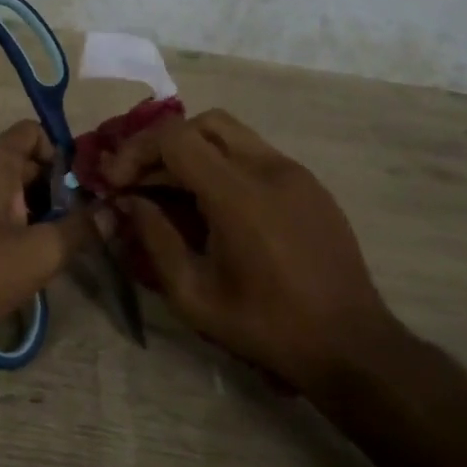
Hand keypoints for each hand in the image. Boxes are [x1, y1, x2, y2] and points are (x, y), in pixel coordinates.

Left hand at [0, 122, 92, 344]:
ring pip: (13, 193)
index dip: (65, 153)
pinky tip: (34, 260)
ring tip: (68, 242)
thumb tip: (113, 212)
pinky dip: (19, 228)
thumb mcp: (40, 251)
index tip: (89, 187)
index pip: (35, 132)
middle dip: (59, 188)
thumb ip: (81, 229)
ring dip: (41, 212)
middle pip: (28, 163)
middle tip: (90, 219)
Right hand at [102, 109, 399, 391]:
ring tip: (171, 191)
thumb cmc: (266, 326)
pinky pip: (256, 155)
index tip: (116, 182)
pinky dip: (223, 163)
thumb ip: (156, 239)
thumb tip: (130, 202)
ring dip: (194, 151)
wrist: (349, 343)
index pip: (176, 138)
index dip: (136, 151)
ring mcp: (295, 173)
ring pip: (232, 134)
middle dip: (163, 144)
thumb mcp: (194, 295)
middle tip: (140, 179)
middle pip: (203, 123)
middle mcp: (268, 169)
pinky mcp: (309, 184)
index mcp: (239, 195)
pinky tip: (213, 204)